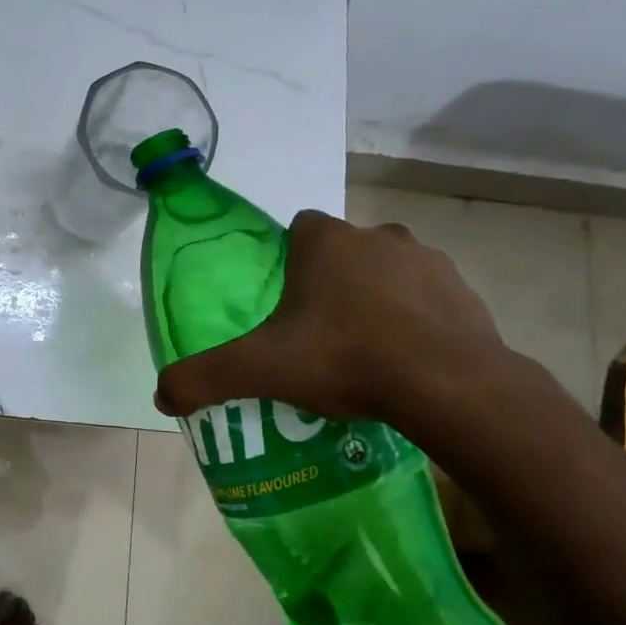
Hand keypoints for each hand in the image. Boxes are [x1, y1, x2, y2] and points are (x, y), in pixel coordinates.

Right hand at [153, 210, 507, 428]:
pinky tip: (409, 361)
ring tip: (367, 350)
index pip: (301, 229)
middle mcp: (378, 237)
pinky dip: (418, 320)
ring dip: (378, 297)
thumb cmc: (344, 358)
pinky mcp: (465, 293)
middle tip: (322, 334)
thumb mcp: (260, 370)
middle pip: (346, 250)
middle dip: (334, 282)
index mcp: (327, 242)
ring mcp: (428, 261)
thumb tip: (160, 395)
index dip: (291, 261)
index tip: (287, 302)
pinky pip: (430, 299)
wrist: (447, 385)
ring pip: (390, 271)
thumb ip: (204, 377)